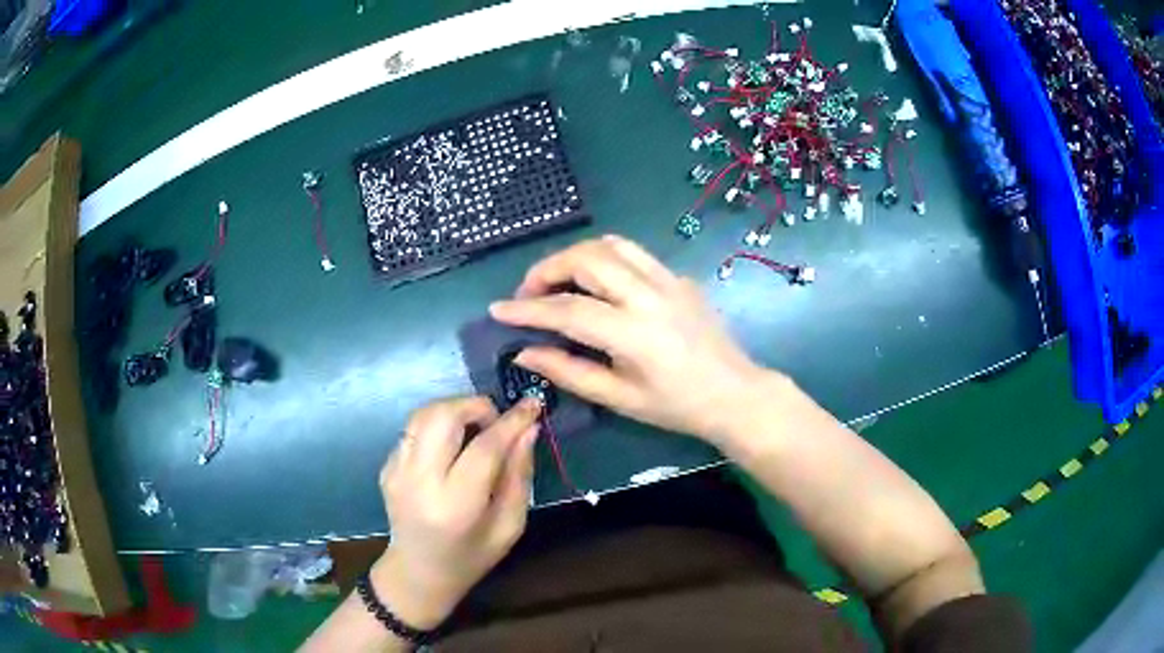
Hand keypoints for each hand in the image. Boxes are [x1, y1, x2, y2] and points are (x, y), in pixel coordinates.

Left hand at [372, 396, 540, 629]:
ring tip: (475, 429)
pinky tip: (450, 450)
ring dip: (455, 410)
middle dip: (476, 406)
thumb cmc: (471, 556)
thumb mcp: (509, 525)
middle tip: (496, 421)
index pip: (485, 447)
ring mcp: (396, 471)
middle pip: (443, 416)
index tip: (533, 405)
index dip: (512, 421)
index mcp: (455, 505)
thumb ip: (519, 476)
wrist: (417, 571)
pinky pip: (414, 429)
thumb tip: (528, 429)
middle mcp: (419, 481)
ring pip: (424, 413)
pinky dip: (438, 427)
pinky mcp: (386, 466)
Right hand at [489, 235, 775, 442]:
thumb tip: (525, 352)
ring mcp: (668, 280)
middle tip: (529, 294)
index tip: (498, 310)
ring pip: (610, 244)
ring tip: (558, 281)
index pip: (567, 310)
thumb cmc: (676, 406)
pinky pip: (633, 253)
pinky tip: (597, 282)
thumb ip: (569, 372)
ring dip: (574, 256)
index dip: (527, 309)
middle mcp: (649, 296)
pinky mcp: (679, 276)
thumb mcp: (619, 399)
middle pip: (587, 259)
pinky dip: (604, 257)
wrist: (735, 393)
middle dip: (547, 270)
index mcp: (634, 333)